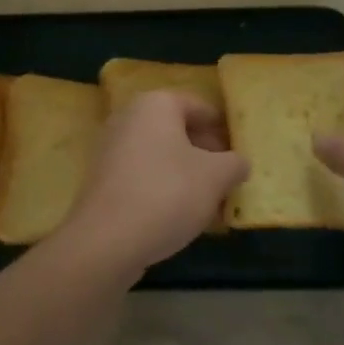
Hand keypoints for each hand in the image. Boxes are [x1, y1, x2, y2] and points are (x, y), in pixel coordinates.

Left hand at [54, 92, 248, 283]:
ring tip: (210, 202)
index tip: (240, 153)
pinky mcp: (103, 180)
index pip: (199, 107)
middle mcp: (129, 117)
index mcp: (156, 104)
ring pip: (161, 156)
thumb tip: (238, 162)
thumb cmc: (167, 194)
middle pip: (178, 131)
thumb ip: (234, 163)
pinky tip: (181, 215)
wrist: (107, 240)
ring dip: (187, 174)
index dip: (223, 129)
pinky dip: (164, 188)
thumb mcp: (215, 177)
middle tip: (228, 179)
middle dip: (206, 154)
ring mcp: (111, 148)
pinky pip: (144, 175)